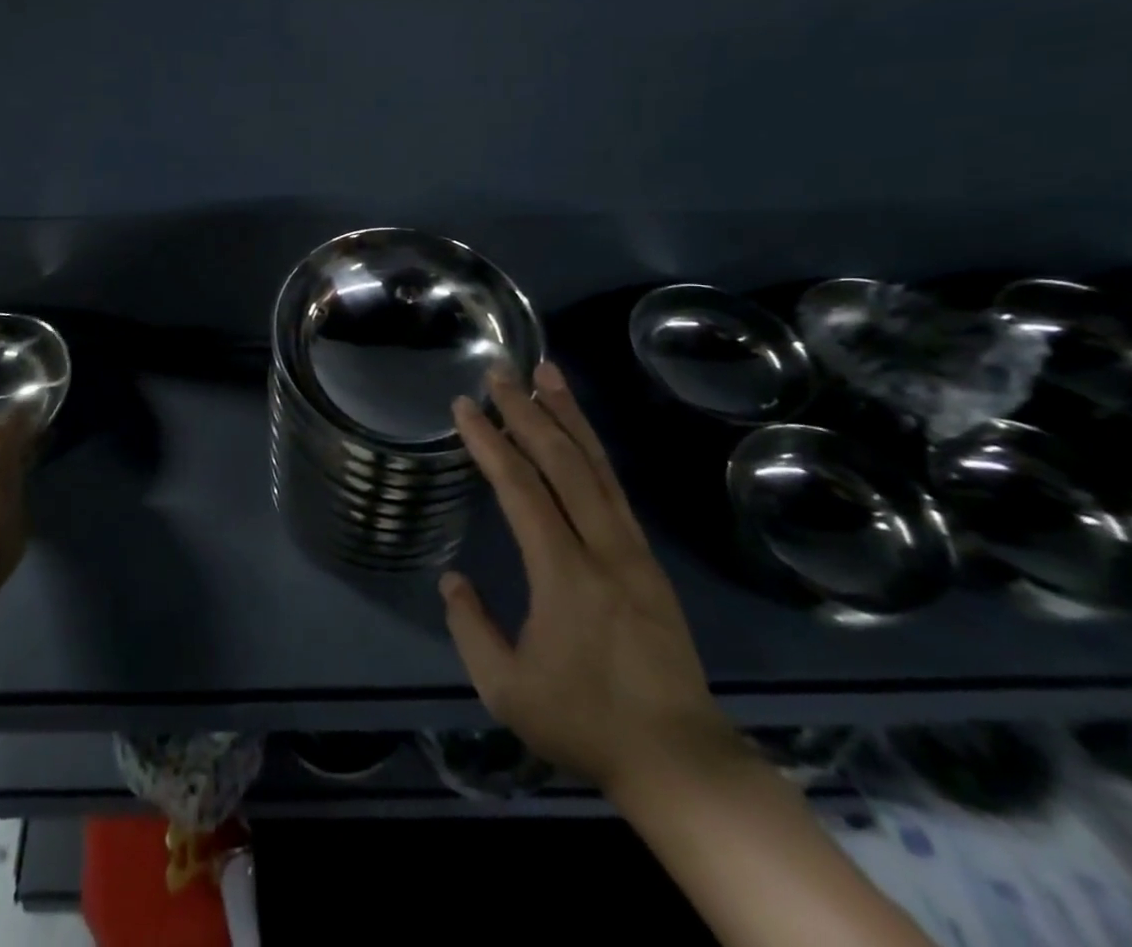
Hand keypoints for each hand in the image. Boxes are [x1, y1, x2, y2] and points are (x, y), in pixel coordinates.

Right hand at [441, 363, 734, 797]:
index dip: (490, 442)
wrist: (679, 760)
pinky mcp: (648, 559)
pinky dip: (592, 447)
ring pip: (597, 466)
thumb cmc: (584, 723)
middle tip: (500, 371)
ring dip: (568, 415)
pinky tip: (578, 431)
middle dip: (527, 410)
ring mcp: (632, 549)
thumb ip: (471, 627)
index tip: (463, 406)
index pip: (521, 489)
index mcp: (564, 574)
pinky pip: (615, 487)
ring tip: (547, 373)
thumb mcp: (505, 689)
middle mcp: (602, 548)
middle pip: (563, 462)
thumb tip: (452, 579)